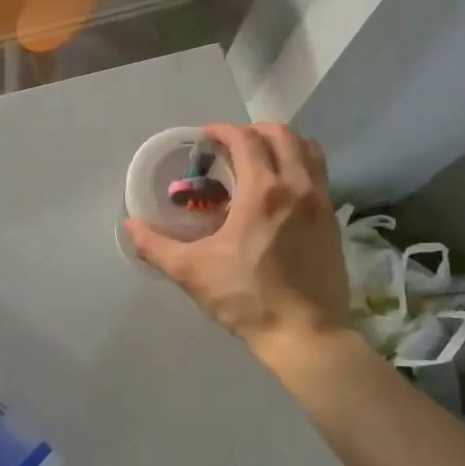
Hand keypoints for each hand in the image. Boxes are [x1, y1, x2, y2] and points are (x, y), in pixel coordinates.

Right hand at [125, 124, 350, 372]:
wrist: (306, 334)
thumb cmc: (246, 298)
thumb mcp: (191, 271)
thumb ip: (156, 245)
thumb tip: (130, 226)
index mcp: (263, 191)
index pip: (246, 140)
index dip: (223, 131)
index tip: (206, 137)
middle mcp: (297, 186)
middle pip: (282, 135)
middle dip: (254, 131)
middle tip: (231, 146)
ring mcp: (321, 203)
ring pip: (309, 151)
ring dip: (284, 144)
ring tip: (261, 159)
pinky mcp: (333, 222)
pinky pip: (320, 175)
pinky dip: (300, 166)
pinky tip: (282, 191)